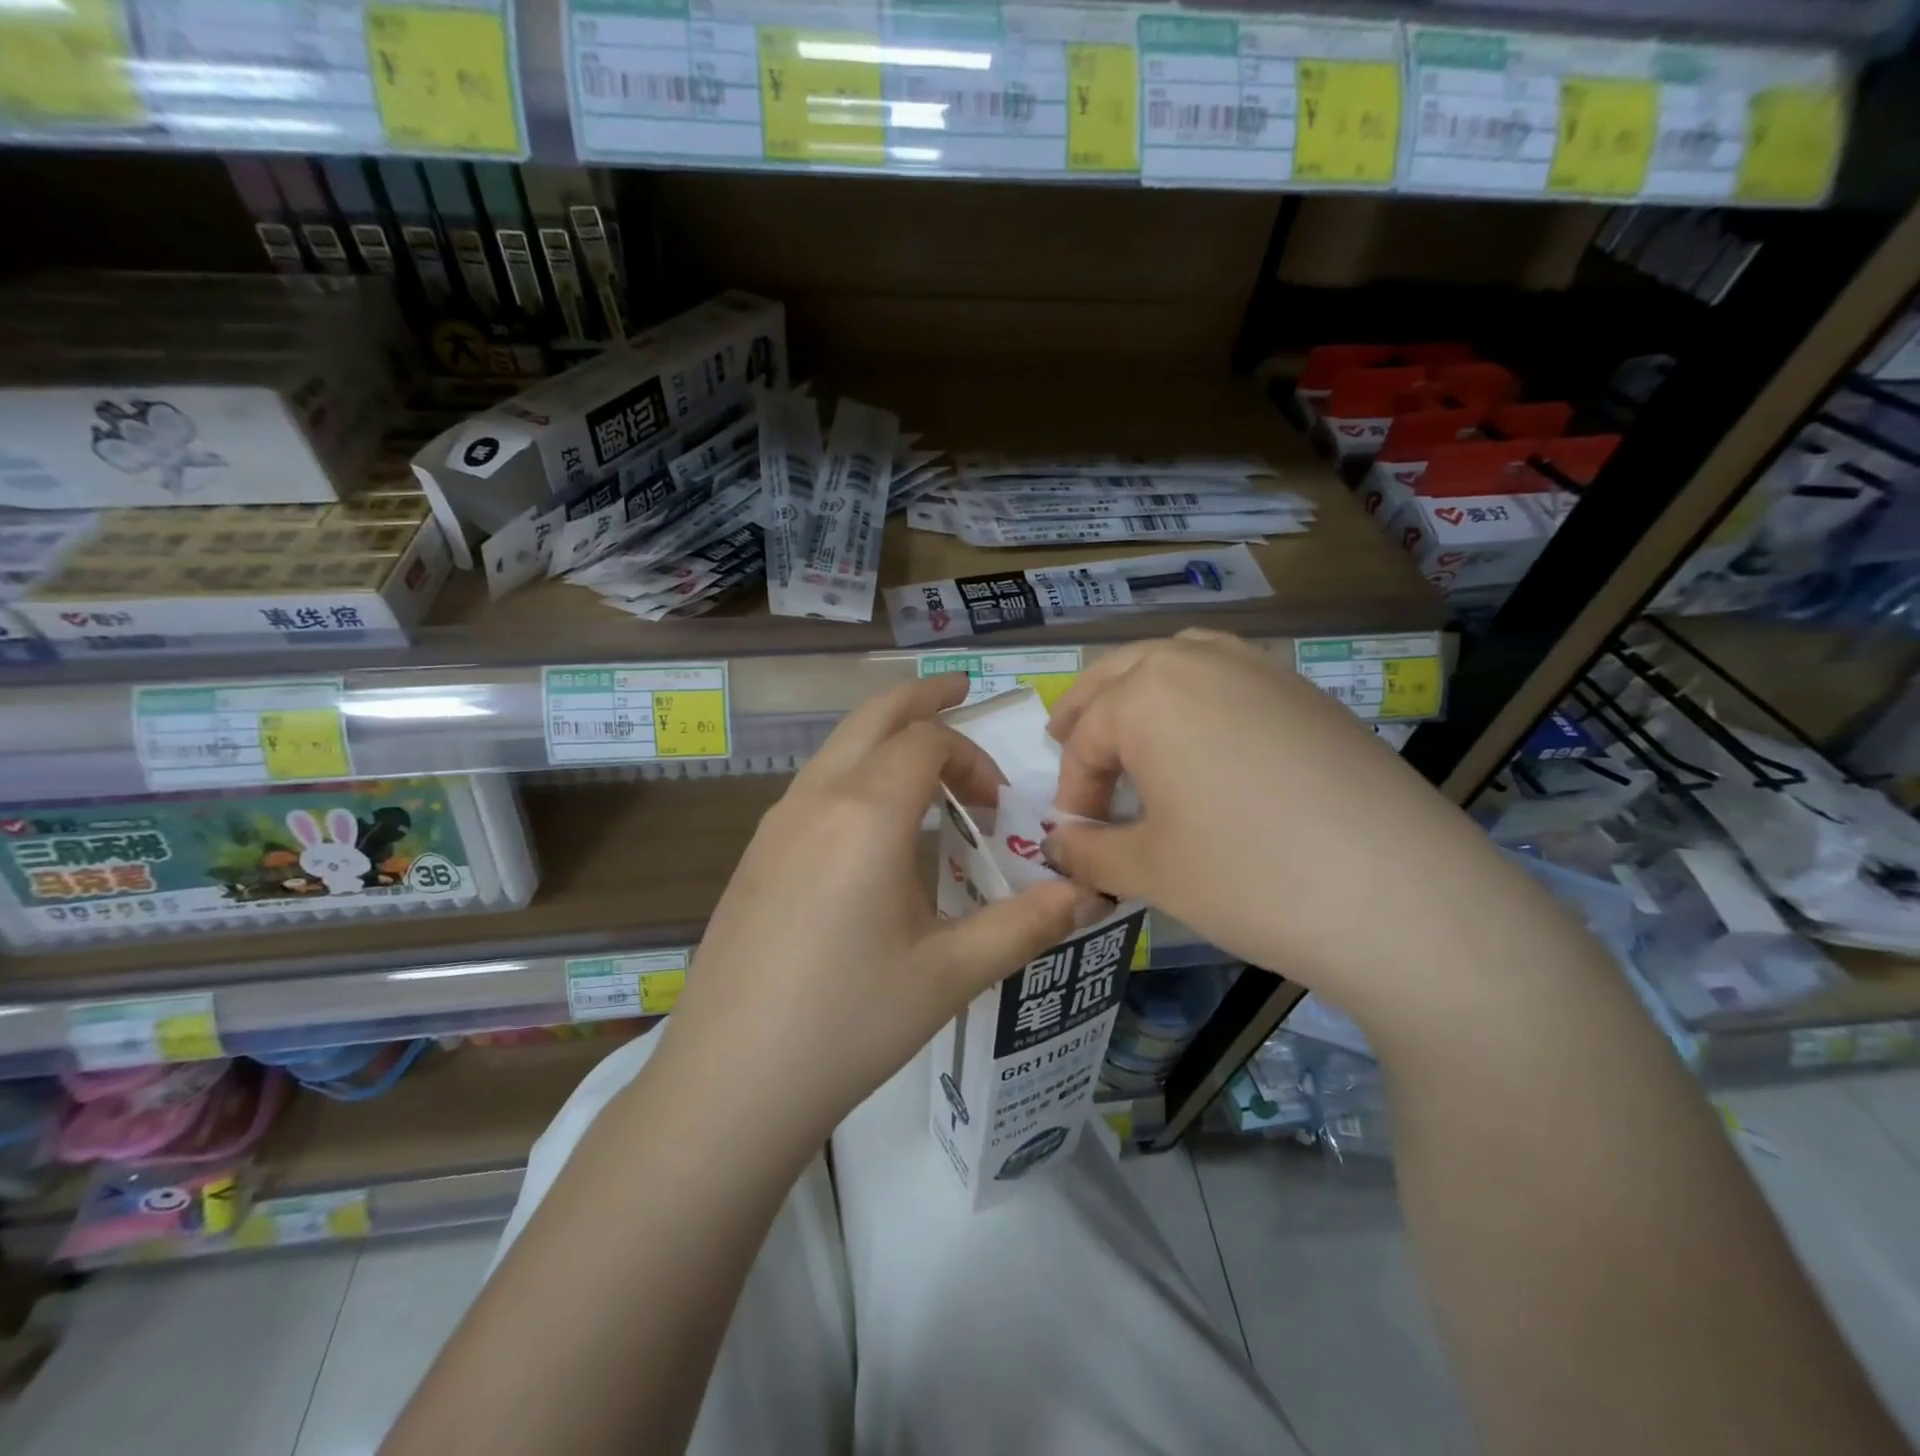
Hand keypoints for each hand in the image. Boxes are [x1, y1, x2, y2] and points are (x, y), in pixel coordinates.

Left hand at [663, 675, 1100, 1134]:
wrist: (730, 1081)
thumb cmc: (850, 1023)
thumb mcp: (950, 974)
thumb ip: (1024, 924)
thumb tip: (1087, 893)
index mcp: (867, 813)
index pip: (928, 741)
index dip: (974, 757)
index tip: (997, 809)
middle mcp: (816, 798)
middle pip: (873, 715)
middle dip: (923, 699)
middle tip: (962, 693)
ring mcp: (775, 822)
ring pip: (838, 745)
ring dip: (885, 736)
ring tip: (924, 759)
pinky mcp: (755, 853)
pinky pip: (814, 783)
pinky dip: (855, 771)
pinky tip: (872, 826)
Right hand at [1042, 630, 1514, 1025]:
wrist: (1402, 897)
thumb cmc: (1249, 877)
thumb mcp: (1148, 870)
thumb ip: (1088, 850)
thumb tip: (1058, 844)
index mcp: (1148, 693)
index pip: (1086, 739)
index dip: (1072, 792)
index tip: (1076, 838)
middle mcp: (1200, 660)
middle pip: (1120, 674)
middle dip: (1087, 712)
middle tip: (1063, 744)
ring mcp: (1262, 669)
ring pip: (1177, 661)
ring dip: (1140, 692)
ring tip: (1130, 732)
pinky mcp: (1307, 693)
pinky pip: (1229, 677)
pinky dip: (1196, 696)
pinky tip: (1205, 743)